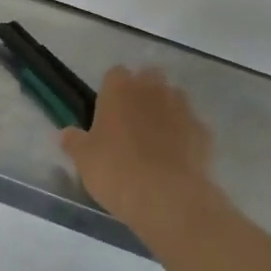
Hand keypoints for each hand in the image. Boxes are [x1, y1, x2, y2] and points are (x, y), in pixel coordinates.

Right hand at [61, 66, 216, 231]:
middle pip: (149, 78)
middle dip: (142, 93)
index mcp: (120, 89)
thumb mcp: (84, 159)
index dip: (111, 91)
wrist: (166, 197)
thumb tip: (66, 133)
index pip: (115, 74)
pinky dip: (184, 136)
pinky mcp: (203, 131)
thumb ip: (74, 141)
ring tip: (155, 141)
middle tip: (131, 123)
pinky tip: (176, 159)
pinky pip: (191, 126)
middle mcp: (153, 90)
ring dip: (165, 111)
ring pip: (173, 98)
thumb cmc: (115, 171)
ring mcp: (183, 108)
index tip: (107, 112)